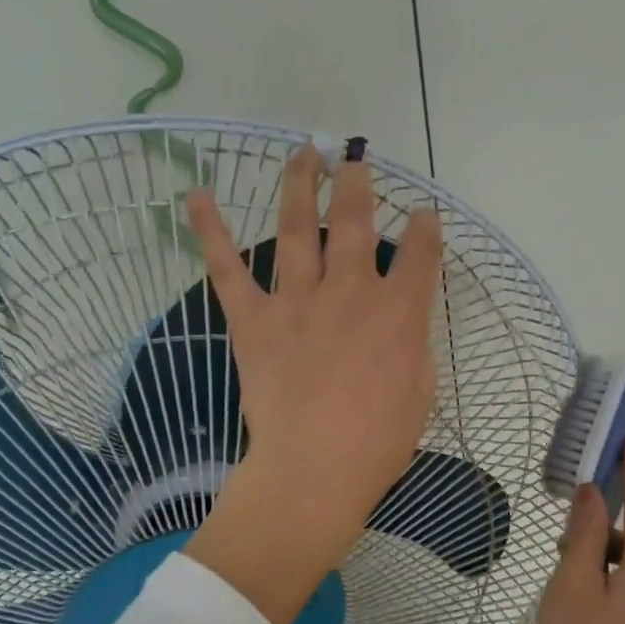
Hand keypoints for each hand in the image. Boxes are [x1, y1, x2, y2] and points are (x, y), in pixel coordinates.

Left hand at [182, 143, 443, 623]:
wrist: (312, 471)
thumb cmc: (377, 443)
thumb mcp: (420, 392)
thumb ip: (413, 344)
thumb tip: (403, 321)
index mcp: (399, 313)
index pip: (422, 254)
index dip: (427, 229)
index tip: (426, 215)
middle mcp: (351, 292)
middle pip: (356, 221)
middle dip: (358, 183)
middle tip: (354, 158)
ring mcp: (298, 300)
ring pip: (299, 228)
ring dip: (300, 184)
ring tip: (303, 152)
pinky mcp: (254, 319)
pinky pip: (228, 268)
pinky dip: (209, 231)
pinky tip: (197, 196)